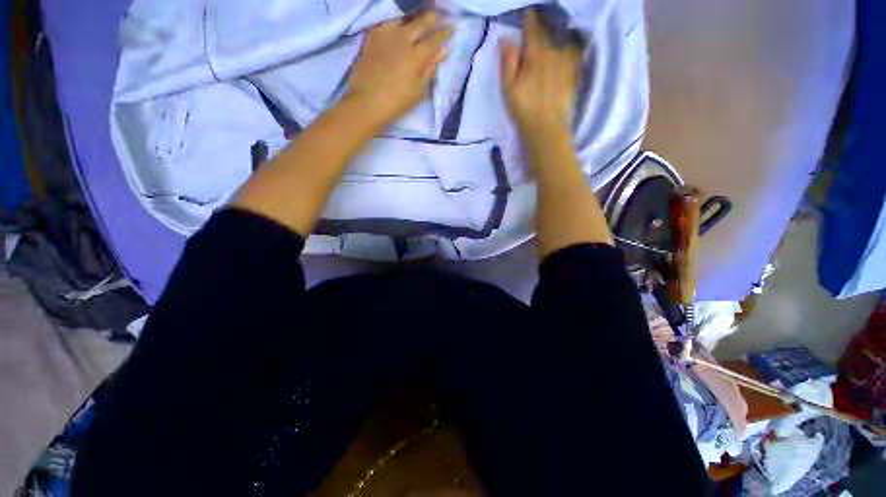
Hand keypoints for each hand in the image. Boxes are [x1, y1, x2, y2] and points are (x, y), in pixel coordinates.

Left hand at [347, 12, 451, 125]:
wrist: (367, 102)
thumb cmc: (397, 102)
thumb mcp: (419, 89)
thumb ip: (431, 67)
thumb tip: (444, 50)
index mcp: (417, 55)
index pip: (435, 38)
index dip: (445, 32)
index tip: (452, 26)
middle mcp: (403, 39)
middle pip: (421, 22)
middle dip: (432, 17)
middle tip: (439, 15)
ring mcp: (386, 35)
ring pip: (403, 17)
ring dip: (413, 16)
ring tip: (417, 19)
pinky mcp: (372, 36)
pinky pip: (386, 22)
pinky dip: (395, 22)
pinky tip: (398, 26)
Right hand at [500, 10, 581, 137]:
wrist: (546, 127)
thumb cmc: (524, 108)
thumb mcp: (509, 87)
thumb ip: (508, 61)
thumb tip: (505, 39)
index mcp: (536, 54)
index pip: (532, 30)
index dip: (529, 20)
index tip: (528, 13)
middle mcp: (554, 52)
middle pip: (548, 33)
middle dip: (543, 26)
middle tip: (540, 21)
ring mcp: (566, 63)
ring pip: (562, 42)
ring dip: (557, 35)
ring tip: (554, 32)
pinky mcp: (573, 75)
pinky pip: (573, 54)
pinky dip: (570, 48)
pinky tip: (568, 49)